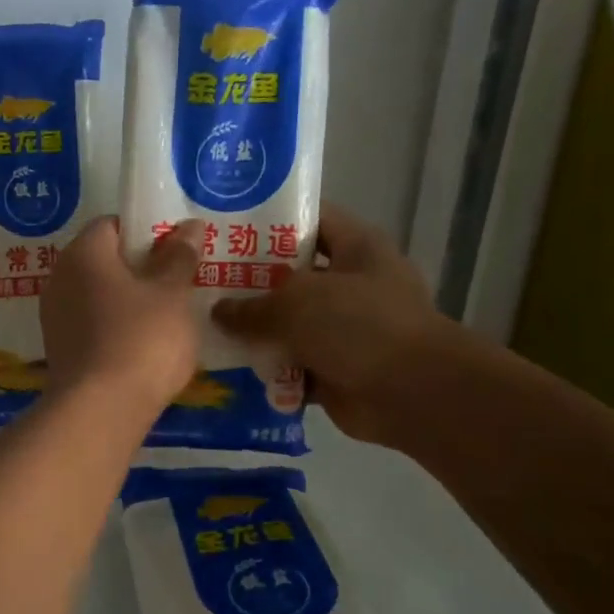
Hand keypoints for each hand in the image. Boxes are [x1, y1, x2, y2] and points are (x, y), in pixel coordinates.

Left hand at [41, 216, 204, 419]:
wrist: (101, 410)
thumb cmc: (141, 339)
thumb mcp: (172, 294)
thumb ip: (179, 257)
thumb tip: (187, 227)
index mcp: (82, 253)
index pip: (113, 225)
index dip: (147, 233)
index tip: (176, 252)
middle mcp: (59, 279)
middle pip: (104, 262)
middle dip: (140, 269)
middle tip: (178, 285)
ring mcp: (55, 318)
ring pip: (99, 297)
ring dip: (129, 302)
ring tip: (167, 320)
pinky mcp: (60, 351)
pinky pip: (92, 327)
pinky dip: (116, 330)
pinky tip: (143, 348)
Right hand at [211, 203, 450, 448]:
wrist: (410, 394)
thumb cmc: (358, 326)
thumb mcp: (296, 303)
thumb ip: (251, 306)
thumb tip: (218, 313)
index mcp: (356, 248)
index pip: (310, 219)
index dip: (268, 221)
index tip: (225, 227)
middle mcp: (352, 284)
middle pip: (292, 275)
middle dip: (250, 281)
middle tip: (203, 282)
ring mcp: (345, 329)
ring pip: (289, 323)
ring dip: (254, 330)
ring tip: (205, 327)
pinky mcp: (335, 368)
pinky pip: (291, 364)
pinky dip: (267, 369)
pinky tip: (226, 367)